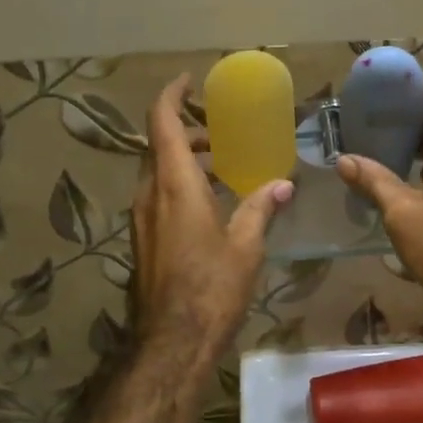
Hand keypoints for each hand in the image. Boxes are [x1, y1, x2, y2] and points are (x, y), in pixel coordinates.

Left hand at [130, 75, 292, 358]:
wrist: (172, 340)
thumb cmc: (212, 287)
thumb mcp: (245, 245)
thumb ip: (260, 208)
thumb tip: (282, 185)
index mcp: (174, 184)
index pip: (162, 122)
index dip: (172, 95)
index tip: (189, 81)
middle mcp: (149, 194)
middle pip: (159, 145)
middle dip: (187, 130)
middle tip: (220, 131)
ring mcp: (141, 218)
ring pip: (156, 172)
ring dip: (183, 159)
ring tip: (220, 165)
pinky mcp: (142, 239)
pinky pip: (157, 196)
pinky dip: (178, 184)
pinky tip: (208, 203)